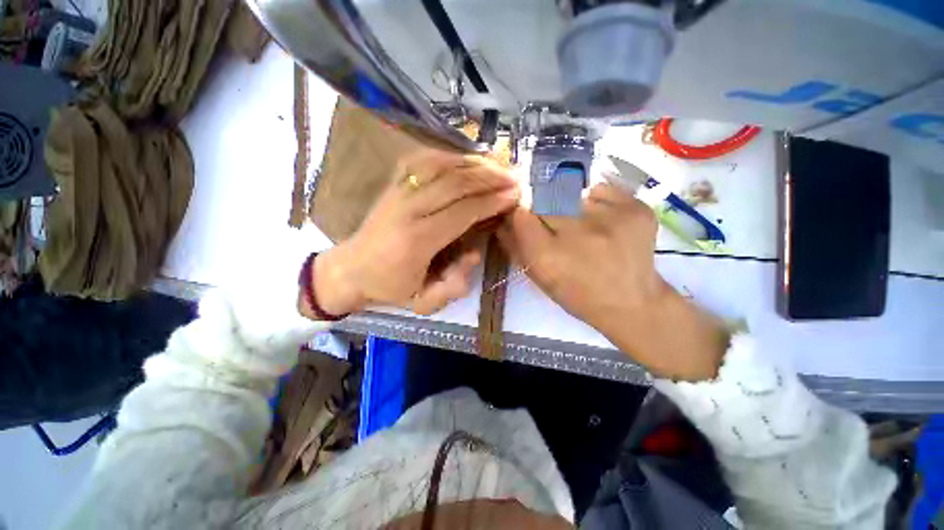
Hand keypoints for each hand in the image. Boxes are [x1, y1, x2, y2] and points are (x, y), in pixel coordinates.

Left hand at [303, 150, 518, 316]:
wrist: (351, 270)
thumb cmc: (390, 288)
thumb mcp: (425, 302)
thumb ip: (455, 285)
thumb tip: (474, 252)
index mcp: (417, 240)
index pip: (462, 211)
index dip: (491, 201)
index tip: (513, 196)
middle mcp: (408, 209)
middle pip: (455, 183)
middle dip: (489, 178)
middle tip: (513, 177)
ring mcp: (398, 192)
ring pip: (441, 166)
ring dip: (473, 163)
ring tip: (497, 165)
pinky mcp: (393, 185)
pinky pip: (423, 161)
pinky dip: (449, 155)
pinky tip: (466, 158)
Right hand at [498, 183, 727, 380]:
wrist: (631, 301)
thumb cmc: (577, 294)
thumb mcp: (538, 277)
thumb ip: (515, 247)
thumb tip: (503, 218)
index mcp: (548, 256)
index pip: (520, 214)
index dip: (522, 216)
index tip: (527, 221)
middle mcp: (576, 233)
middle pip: (544, 200)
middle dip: (544, 212)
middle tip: (558, 227)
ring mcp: (610, 218)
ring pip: (571, 193)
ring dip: (570, 207)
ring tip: (584, 228)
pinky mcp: (635, 208)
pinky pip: (600, 190)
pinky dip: (595, 201)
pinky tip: (603, 221)